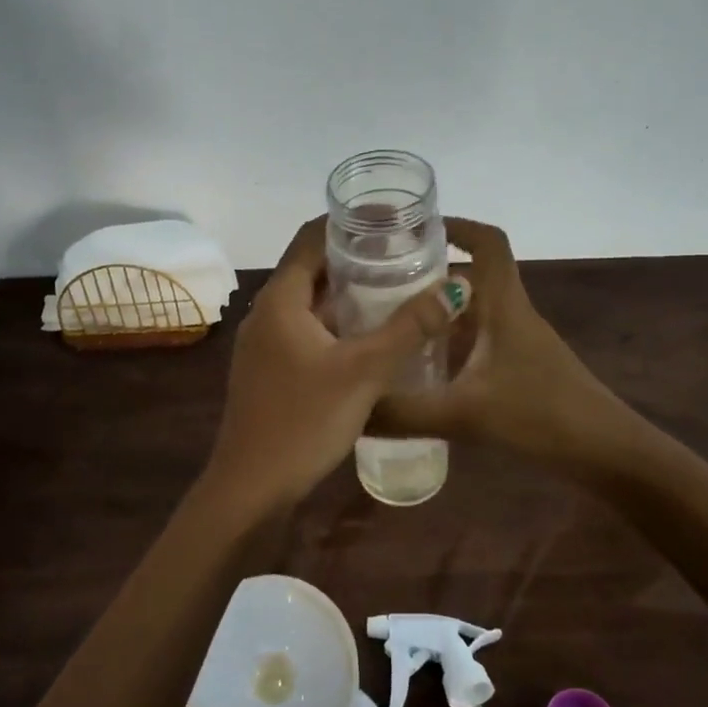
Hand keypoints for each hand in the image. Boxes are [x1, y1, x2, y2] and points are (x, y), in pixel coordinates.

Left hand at [204, 217, 468, 510]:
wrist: (250, 486)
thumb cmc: (303, 420)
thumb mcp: (364, 371)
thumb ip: (410, 327)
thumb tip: (456, 285)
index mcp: (280, 299)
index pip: (312, 238)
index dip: (350, 223)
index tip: (393, 220)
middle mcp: (267, 313)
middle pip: (312, 269)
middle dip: (356, 259)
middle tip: (405, 255)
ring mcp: (265, 344)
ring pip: (311, 304)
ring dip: (348, 295)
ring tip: (397, 290)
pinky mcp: (270, 371)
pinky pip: (307, 332)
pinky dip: (337, 325)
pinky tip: (371, 338)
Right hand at [375, 219, 658, 470]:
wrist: (607, 454)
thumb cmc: (542, 417)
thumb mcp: (464, 415)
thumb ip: (403, 413)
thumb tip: (349, 411)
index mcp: (504, 306)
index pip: (488, 243)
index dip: (456, 226)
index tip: (412, 231)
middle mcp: (511, 315)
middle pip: (470, 277)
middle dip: (426, 275)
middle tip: (376, 286)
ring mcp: (518, 343)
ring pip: (472, 312)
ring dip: (435, 313)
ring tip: (387, 327)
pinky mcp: (520, 370)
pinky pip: (476, 342)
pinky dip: (447, 345)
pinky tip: (418, 371)